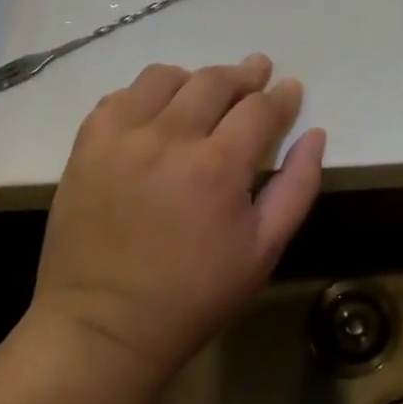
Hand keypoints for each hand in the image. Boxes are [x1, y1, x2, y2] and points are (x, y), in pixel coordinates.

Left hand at [32, 55, 324, 377]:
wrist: (102, 329)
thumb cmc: (193, 296)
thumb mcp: (263, 251)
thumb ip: (297, 187)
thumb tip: (315, 135)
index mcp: (217, 166)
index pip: (259, 107)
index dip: (280, 96)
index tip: (289, 89)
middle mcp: (169, 139)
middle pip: (214, 80)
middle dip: (244, 75)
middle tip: (256, 74)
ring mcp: (121, 138)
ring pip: (165, 77)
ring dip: (193, 79)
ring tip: (203, 94)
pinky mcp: (87, 146)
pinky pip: (120, 97)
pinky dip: (145, 96)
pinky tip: (156, 114)